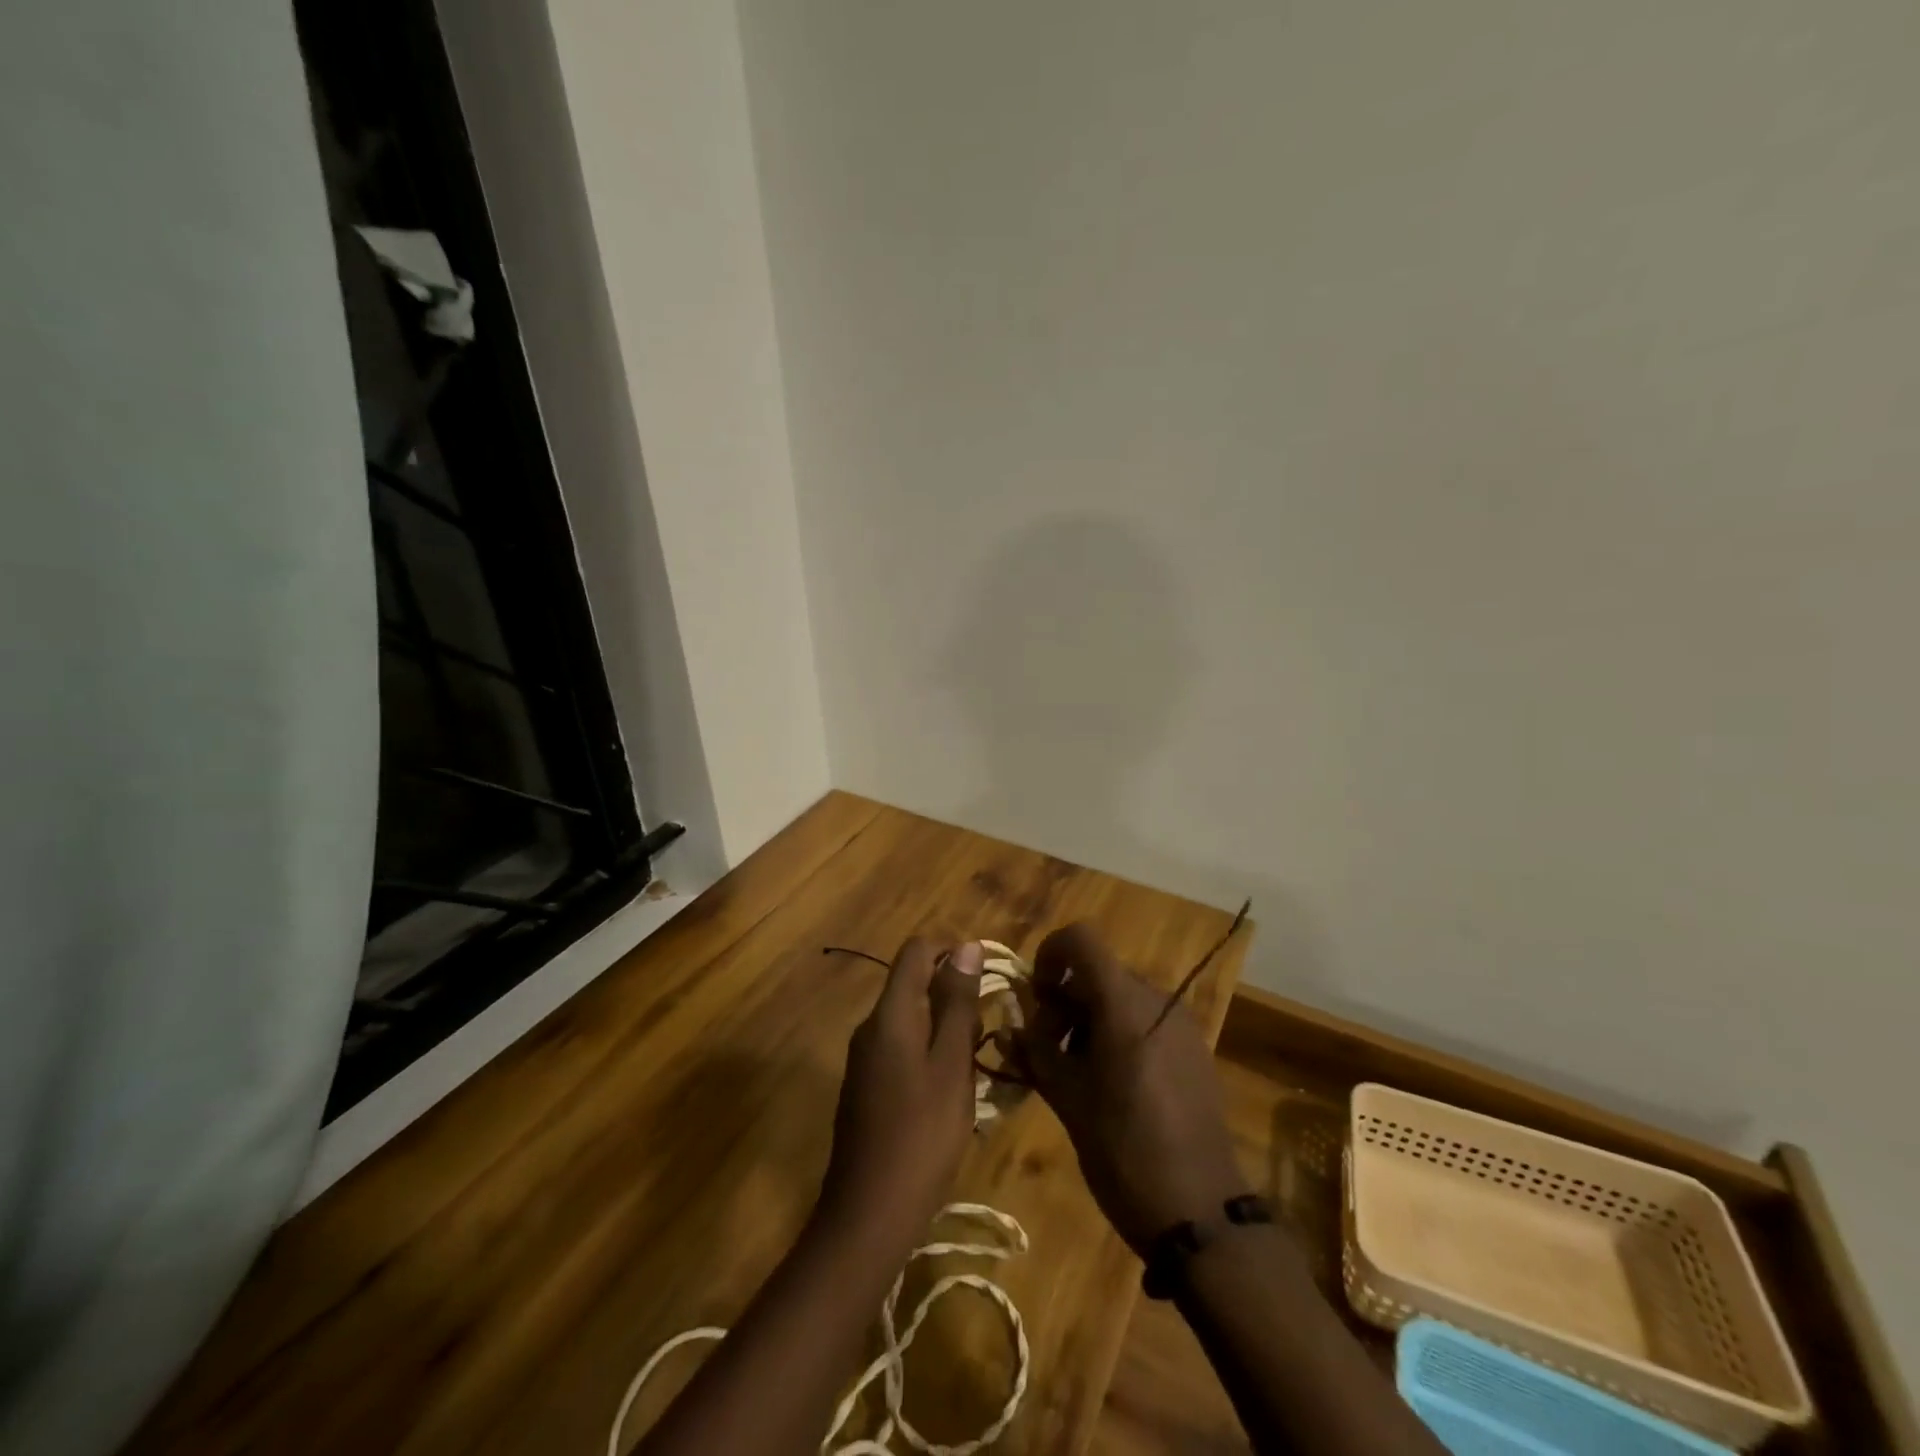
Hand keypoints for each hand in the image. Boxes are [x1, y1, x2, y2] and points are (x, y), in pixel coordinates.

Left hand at [819, 938, 982, 1248]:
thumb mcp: (951, 1065)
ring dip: (945, 1023)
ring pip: (909, 1017)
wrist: (868, 1216)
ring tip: (979, 1055)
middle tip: (990, 1022)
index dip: (952, 949)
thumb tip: (968, 947)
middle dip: (953, 990)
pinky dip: (930, 1049)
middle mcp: (871, 1027)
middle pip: (911, 982)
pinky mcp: (867, 1087)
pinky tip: (953, 1085)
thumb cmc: (920, 1136)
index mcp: (890, 1014)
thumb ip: (958, 1004)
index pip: (916, 951)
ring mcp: (865, 1059)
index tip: (988, 974)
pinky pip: (902, 1046)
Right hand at [1012, 924, 1245, 1253]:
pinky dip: (1118, 1033)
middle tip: (1045, 1047)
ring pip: (1121, 997)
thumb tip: (1008, 1028)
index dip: (1050, 955)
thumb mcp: (1068, 1102)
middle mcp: (1158, 1001)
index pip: (1082, 939)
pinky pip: (1146, 1021)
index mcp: (1125, 1004)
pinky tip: (1109, 1083)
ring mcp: (1181, 1025)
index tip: (1035, 996)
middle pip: (1099, 972)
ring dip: (1089, 1018)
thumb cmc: (1124, 1152)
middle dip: (1064, 999)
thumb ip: (1035, 1054)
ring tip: (1074, 1071)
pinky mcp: (1194, 1051)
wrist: (1203, 1216)